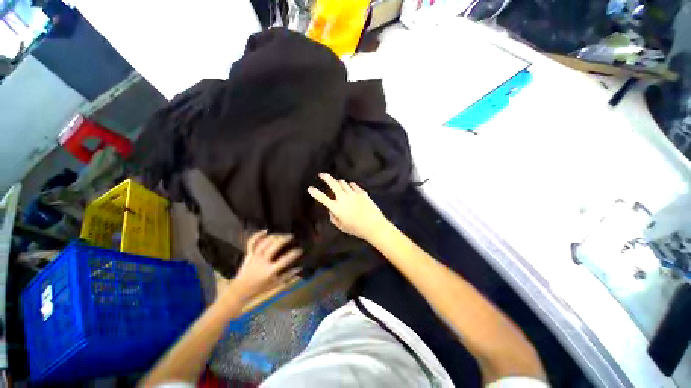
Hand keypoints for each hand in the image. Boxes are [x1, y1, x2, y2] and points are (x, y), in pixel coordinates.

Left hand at [232, 231, 301, 300]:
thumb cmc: (260, 288)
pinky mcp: (248, 254)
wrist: (240, 290)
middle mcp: (262, 262)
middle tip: (291, 236)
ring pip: (265, 242)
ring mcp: (254, 257)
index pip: (284, 260)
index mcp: (270, 271)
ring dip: (274, 237)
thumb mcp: (276, 284)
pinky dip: (257, 235)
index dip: (293, 254)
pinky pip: (251, 242)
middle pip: (274, 246)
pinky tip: (266, 231)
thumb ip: (288, 275)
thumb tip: (299, 267)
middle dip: (284, 239)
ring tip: (282, 235)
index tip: (300, 249)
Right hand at [307, 173, 388, 240]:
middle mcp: (343, 198)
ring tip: (338, 183)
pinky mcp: (362, 193)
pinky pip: (354, 186)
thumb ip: (334, 218)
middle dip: (326, 178)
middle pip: (333, 184)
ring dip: (339, 182)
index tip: (310, 188)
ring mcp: (353, 194)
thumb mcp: (342, 227)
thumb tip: (331, 211)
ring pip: (343, 183)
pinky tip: (350, 186)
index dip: (315, 193)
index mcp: (337, 208)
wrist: (374, 225)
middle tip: (322, 174)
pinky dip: (350, 185)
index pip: (323, 198)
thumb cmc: (356, 229)